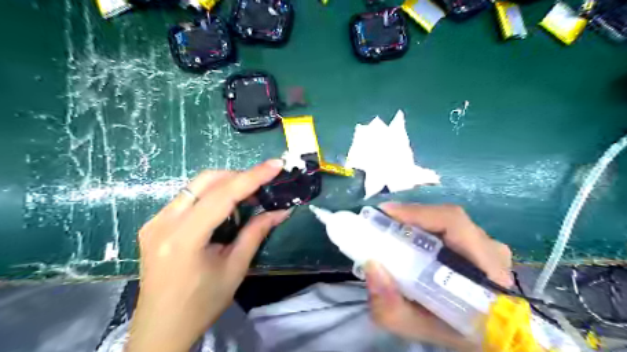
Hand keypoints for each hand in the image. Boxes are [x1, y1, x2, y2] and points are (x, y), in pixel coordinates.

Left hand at [128, 159, 293, 351]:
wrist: (161, 328)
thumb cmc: (201, 304)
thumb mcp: (235, 268)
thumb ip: (256, 233)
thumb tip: (281, 211)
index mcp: (183, 238)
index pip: (222, 195)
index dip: (252, 177)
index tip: (275, 165)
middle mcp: (163, 222)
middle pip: (205, 181)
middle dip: (238, 177)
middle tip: (262, 186)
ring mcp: (155, 221)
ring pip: (196, 186)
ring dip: (225, 185)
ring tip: (248, 198)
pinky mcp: (155, 224)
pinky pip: (188, 197)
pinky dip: (211, 195)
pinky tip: (225, 209)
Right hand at [365, 203, 510, 351]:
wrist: (484, 336)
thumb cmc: (452, 333)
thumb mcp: (416, 328)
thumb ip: (390, 307)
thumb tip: (371, 265)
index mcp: (486, 272)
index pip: (454, 224)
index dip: (418, 212)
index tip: (385, 212)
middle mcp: (492, 251)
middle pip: (448, 218)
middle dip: (410, 216)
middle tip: (381, 222)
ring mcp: (489, 245)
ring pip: (447, 220)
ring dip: (417, 221)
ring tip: (391, 228)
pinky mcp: (483, 243)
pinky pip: (450, 226)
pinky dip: (426, 227)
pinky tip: (410, 237)